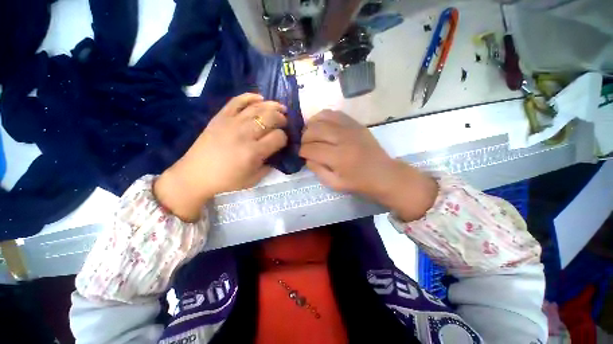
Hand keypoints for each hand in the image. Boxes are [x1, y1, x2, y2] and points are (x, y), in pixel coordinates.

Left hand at [154, 93, 287, 220]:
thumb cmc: (227, 180)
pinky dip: (250, 97)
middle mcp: (245, 134)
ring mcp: (231, 122)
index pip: (278, 137)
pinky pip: (237, 101)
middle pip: (271, 118)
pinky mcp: (220, 116)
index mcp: (254, 152)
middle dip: (282, 119)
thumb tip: (277, 152)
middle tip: (284, 123)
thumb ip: (269, 165)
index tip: (283, 141)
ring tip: (280, 108)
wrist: (196, 174)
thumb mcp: (254, 179)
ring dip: (273, 106)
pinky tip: (260, 98)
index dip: (284, 138)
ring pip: (257, 107)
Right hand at [299, 110, 436, 220]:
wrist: (384, 174)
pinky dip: (323, 117)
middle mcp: (343, 139)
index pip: (311, 149)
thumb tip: (307, 157)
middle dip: (304, 138)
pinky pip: (334, 113)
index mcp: (338, 157)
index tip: (301, 154)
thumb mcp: (334, 184)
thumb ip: (317, 170)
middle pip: (314, 130)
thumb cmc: (359, 182)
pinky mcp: (355, 123)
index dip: (302, 151)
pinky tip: (321, 125)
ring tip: (310, 134)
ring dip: (311, 125)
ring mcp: (350, 128)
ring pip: (322, 118)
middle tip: (304, 145)